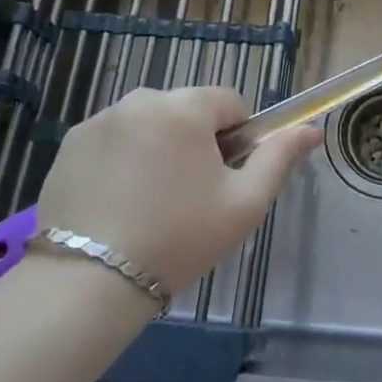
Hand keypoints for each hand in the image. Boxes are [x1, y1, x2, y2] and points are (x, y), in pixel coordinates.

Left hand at [36, 87, 320, 294]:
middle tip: (188, 197)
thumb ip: (279, 158)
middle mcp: (141, 99)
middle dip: (195, 142)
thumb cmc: (179, 239)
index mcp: (185, 107)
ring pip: (149, 124)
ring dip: (158, 148)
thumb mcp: (244, 204)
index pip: (229, 103)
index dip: (236, 139)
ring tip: (148, 203)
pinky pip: (114, 139)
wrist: (88, 283)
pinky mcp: (71, 143)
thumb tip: (311, 130)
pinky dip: (122, 160)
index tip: (223, 180)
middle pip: (187, 110)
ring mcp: (101, 119)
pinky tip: (116, 203)